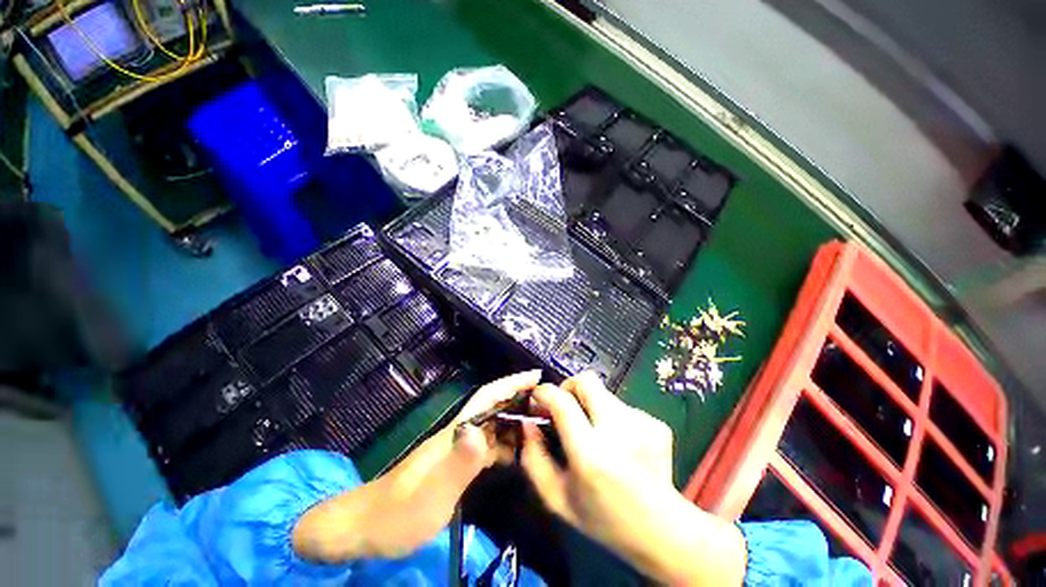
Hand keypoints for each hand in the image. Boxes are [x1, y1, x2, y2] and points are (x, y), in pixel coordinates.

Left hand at [293, 370, 541, 561]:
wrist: (366, 528)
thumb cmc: (397, 513)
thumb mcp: (431, 494)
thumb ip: (458, 463)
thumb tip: (480, 429)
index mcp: (455, 433)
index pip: (487, 398)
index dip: (510, 383)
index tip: (535, 376)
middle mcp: (459, 434)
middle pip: (494, 408)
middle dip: (519, 399)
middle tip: (550, 403)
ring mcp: (458, 449)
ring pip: (494, 427)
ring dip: (516, 422)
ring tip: (543, 425)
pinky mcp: (458, 464)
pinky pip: (489, 447)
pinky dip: (506, 445)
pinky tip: (520, 453)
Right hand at [520, 372, 674, 545]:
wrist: (663, 532)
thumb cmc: (603, 519)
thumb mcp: (556, 498)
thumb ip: (533, 458)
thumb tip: (528, 422)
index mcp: (591, 453)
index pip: (562, 402)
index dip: (544, 393)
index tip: (537, 397)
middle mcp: (618, 430)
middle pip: (586, 381)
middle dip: (568, 387)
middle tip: (564, 407)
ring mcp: (642, 424)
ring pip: (603, 393)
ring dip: (590, 406)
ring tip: (595, 434)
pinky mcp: (656, 423)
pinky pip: (621, 406)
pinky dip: (611, 417)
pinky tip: (618, 444)